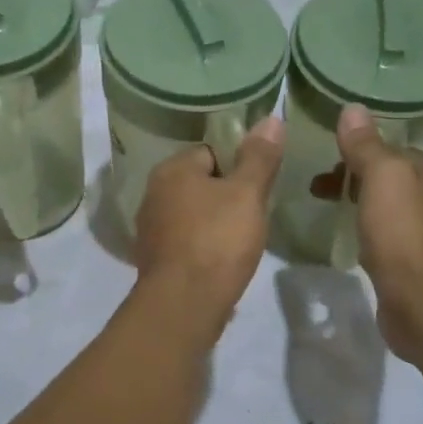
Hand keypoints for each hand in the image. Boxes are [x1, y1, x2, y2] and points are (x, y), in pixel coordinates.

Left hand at [132, 117, 284, 340]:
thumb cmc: (217, 241)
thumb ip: (259, 157)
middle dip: (227, 196)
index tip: (260, 185)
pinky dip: (204, 247)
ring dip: (215, 223)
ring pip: (193, 214)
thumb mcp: (247, 194)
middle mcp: (153, 194)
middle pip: (200, 183)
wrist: (185, 305)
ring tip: (242, 239)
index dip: (239, 164)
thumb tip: (271, 118)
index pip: (211, 151)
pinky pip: (187, 242)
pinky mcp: (156, 261)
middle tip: (255, 213)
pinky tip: (223, 261)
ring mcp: (151, 230)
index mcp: (171, 170)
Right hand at [336, 105, 422, 363]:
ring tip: (332, 216)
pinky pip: (393, 241)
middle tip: (319, 191)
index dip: (360, 152)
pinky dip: (373, 236)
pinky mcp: (422, 269)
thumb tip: (352, 109)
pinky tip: (356, 248)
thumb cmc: (405, 235)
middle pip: (394, 180)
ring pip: (393, 211)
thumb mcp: (382, 179)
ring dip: (364, 207)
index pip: (396, 151)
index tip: (326, 164)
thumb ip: (366, 146)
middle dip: (357, 179)